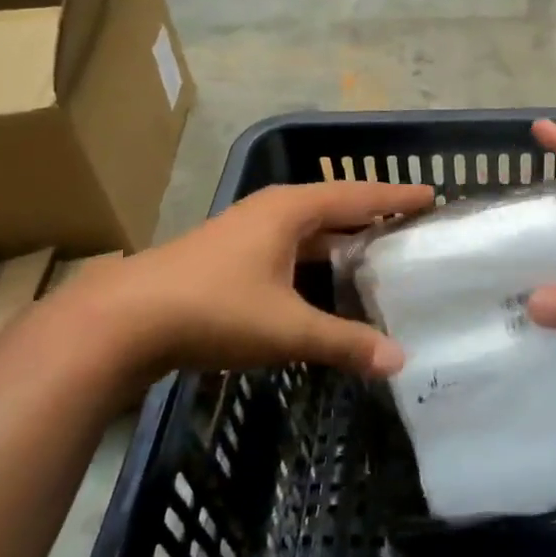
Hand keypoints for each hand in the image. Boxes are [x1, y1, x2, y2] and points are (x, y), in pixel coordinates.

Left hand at [65, 180, 433, 377]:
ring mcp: (245, 234)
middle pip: (335, 208)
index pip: (357, 195)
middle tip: (413, 230)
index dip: (395, 196)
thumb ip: (345, 342)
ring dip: (343, 242)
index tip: (432, 195)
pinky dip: (316, 262)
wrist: (123, 321)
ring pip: (309, 232)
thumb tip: (400, 361)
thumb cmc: (214, 308)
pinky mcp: (229, 259)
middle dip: (373, 217)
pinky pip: (289, 251)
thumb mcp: (287, 327)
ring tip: (380, 258)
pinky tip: (328, 286)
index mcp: (290, 210)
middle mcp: (270, 212)